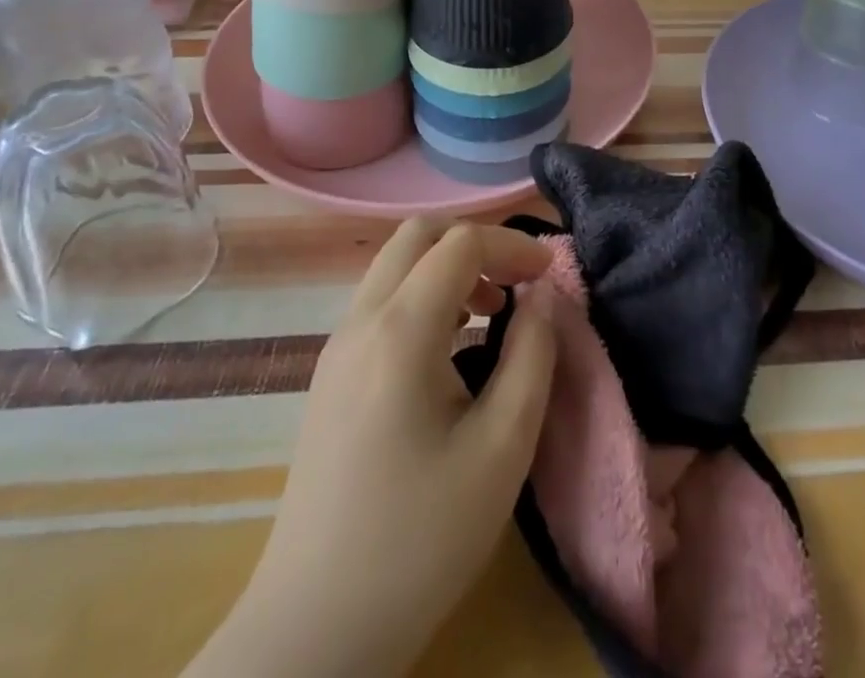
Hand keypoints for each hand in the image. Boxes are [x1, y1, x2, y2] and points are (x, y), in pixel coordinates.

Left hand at [192, 220, 555, 677]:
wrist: (314, 630)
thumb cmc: (421, 538)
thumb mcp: (503, 447)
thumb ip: (533, 355)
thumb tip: (543, 296)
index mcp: (400, 331)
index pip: (460, 243)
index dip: (512, 244)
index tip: (549, 275)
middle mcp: (360, 322)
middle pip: (418, 235)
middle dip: (476, 242)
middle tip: (517, 282)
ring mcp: (336, 347)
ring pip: (395, 265)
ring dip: (448, 267)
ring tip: (491, 313)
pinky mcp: (330, 376)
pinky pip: (381, 301)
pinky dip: (424, 295)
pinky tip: (451, 348)